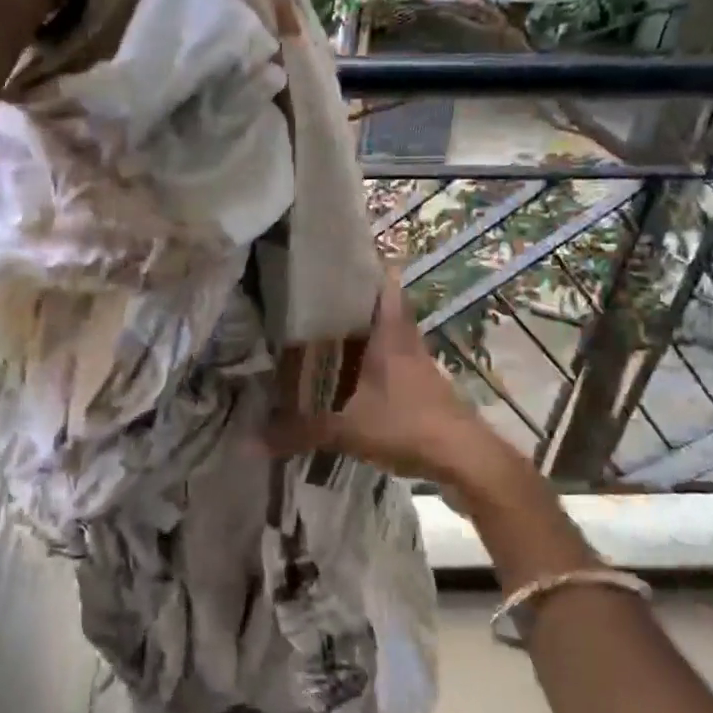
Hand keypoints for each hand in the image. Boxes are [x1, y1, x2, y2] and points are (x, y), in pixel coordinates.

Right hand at [267, 276, 512, 491]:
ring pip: (383, 331)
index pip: (383, 277)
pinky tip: (344, 373)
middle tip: (309, 296)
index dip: (362, 262)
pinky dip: (367, 359)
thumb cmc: (404, 423)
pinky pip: (388, 358)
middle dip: (348, 297)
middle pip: (379, 302)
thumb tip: (251, 439)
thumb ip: (296, 431)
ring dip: (359, 330)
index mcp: (388, 329)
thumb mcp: (343, 428)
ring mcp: (415, 360)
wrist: (461, 457)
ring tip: (319, 331)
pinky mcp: (419, 383)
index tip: (329, 256)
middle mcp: (404, 336)